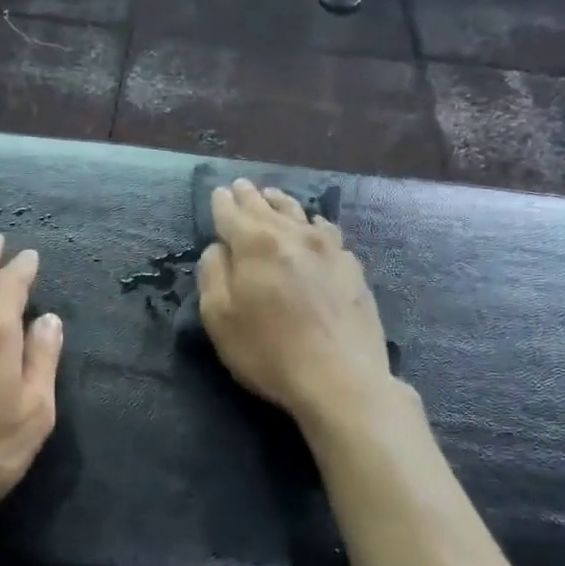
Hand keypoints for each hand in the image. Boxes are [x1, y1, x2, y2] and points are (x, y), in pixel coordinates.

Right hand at [198, 180, 394, 425]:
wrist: (341, 379)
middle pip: (266, 207)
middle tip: (240, 186)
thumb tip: (218, 248)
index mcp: (256, 244)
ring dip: (281, 203)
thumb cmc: (269, 352)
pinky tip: (315, 226)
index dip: (222, 203)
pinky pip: (327, 232)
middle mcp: (293, 235)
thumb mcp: (220, 318)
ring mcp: (328, 249)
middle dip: (249, 196)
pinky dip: (313, 224)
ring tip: (272, 196)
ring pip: (300, 214)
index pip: (232, 214)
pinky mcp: (352, 267)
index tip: (218, 193)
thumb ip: (212, 275)